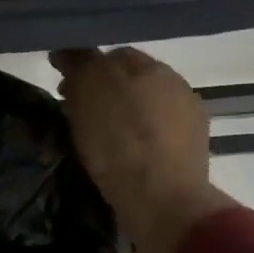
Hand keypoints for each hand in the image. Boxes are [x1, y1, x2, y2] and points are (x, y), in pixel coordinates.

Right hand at [51, 47, 235, 252]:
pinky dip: (136, 140)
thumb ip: (79, 65)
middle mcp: (175, 85)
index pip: (111, 55)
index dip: (85, 68)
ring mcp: (188, 119)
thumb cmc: (119, 145)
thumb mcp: (89, 94)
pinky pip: (154, 136)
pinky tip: (122, 157)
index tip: (63, 89)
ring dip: (121, 116)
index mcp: (150, 67)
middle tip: (75, 114)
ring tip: (97, 139)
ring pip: (143, 108)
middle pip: (130, 81)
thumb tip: (66, 51)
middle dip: (103, 92)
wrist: (162, 201)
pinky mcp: (190, 152)